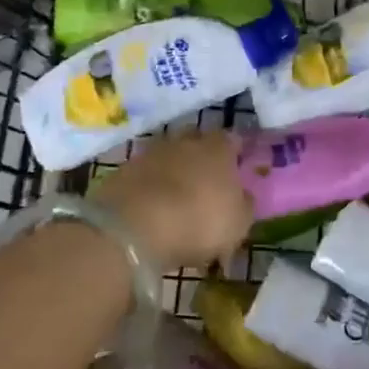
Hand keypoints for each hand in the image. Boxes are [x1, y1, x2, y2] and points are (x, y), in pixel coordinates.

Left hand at [94, 130, 252, 271]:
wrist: (134, 228)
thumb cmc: (199, 221)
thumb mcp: (238, 223)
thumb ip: (244, 205)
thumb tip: (244, 196)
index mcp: (218, 147)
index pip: (232, 140)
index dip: (235, 155)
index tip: (237, 172)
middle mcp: (185, 141)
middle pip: (198, 143)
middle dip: (202, 159)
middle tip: (207, 185)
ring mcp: (151, 152)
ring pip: (170, 158)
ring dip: (174, 174)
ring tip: (177, 201)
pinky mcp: (123, 170)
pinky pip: (145, 176)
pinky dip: (151, 188)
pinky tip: (152, 209)